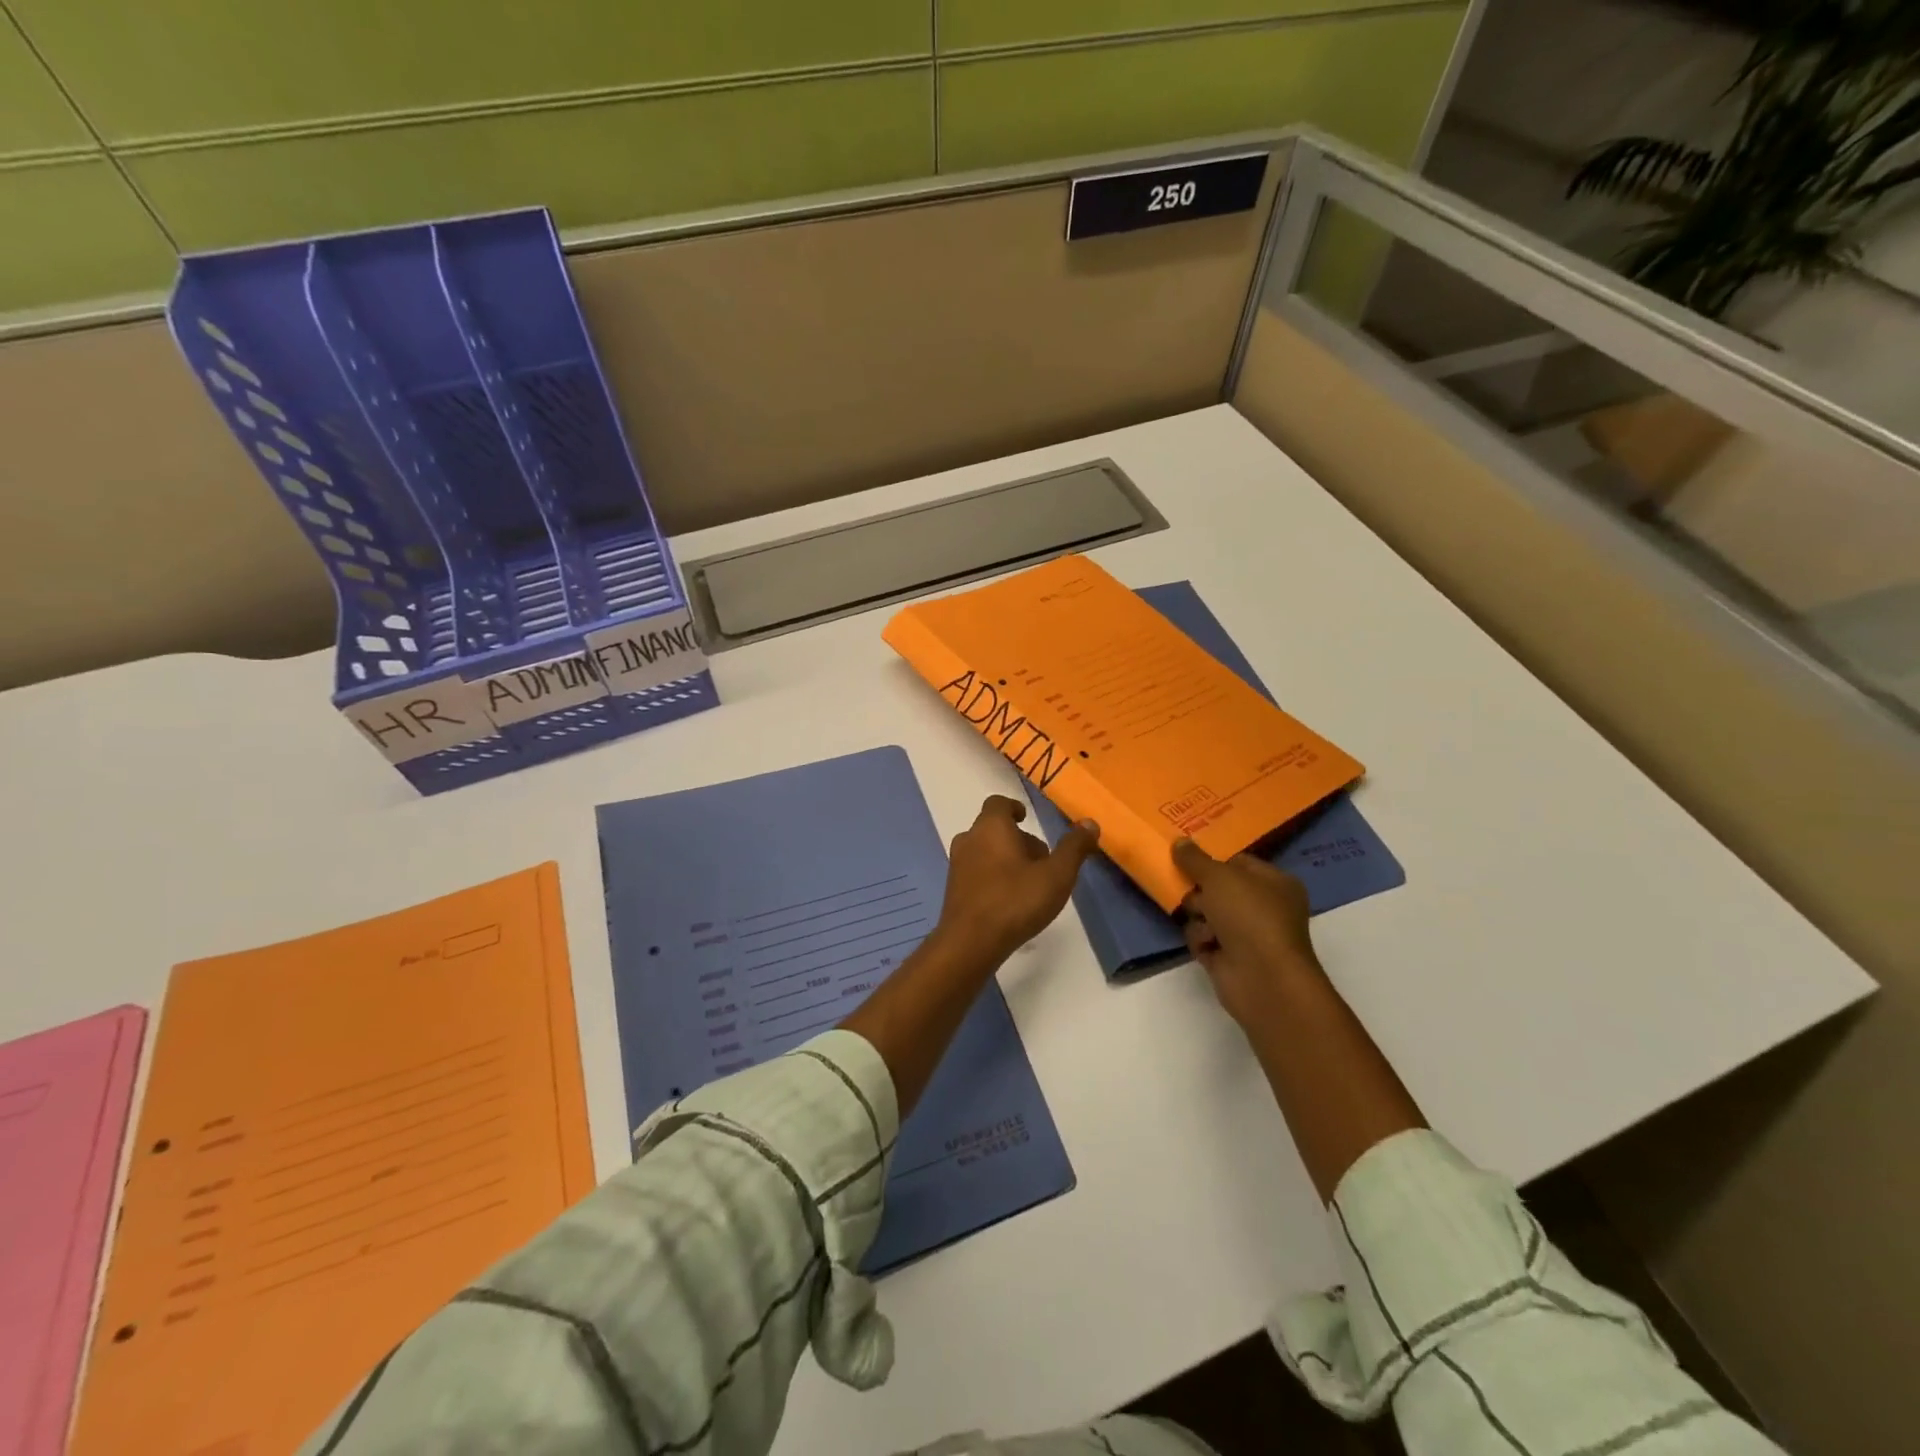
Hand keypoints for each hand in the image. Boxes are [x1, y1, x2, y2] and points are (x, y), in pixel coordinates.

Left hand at [933, 796, 1098, 964]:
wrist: (970, 943)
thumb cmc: (1015, 901)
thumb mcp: (1056, 875)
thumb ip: (1074, 848)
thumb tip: (1090, 823)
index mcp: (991, 827)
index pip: (998, 803)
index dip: (1013, 808)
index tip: (1026, 819)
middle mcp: (969, 839)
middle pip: (993, 829)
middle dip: (1017, 839)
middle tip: (1041, 860)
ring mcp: (957, 865)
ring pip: (984, 851)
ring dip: (1005, 859)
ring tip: (1028, 882)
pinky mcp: (953, 889)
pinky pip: (976, 873)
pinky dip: (992, 877)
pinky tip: (1009, 901)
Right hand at [1174, 838, 1324, 1027]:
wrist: (1262, 977)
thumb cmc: (1249, 915)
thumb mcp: (1219, 876)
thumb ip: (1195, 858)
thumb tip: (1179, 841)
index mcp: (1274, 882)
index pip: (1237, 862)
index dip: (1212, 860)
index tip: (1186, 858)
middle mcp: (1264, 907)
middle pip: (1218, 889)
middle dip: (1200, 892)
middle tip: (1193, 894)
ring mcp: (1248, 935)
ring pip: (1206, 914)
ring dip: (1199, 918)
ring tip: (1205, 926)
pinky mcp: (1230, 958)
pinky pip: (1203, 939)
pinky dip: (1201, 941)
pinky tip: (1207, 946)